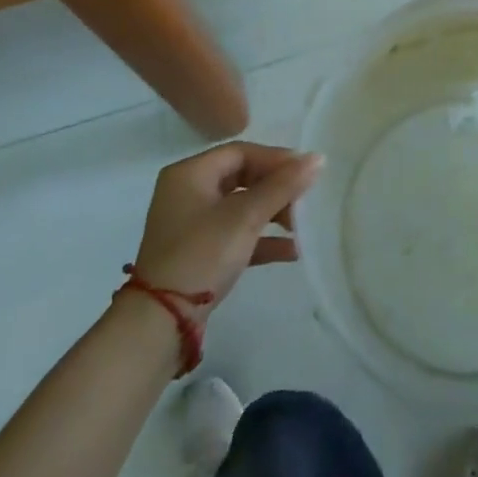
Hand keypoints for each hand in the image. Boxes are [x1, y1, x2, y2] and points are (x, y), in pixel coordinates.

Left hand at [129, 142, 322, 318]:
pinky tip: (291, 251)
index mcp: (190, 174)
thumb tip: (318, 158)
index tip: (306, 172)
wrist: (159, 324)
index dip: (276, 159)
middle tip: (304, 200)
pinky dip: (261, 239)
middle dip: (276, 189)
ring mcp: (191, 225)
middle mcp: (187, 193)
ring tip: (300, 226)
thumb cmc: (202, 255)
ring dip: (272, 214)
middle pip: (242, 178)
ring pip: (240, 207)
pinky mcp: (198, 254)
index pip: (241, 152)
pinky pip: (235, 235)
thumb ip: (282, 186)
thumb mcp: (245, 217)